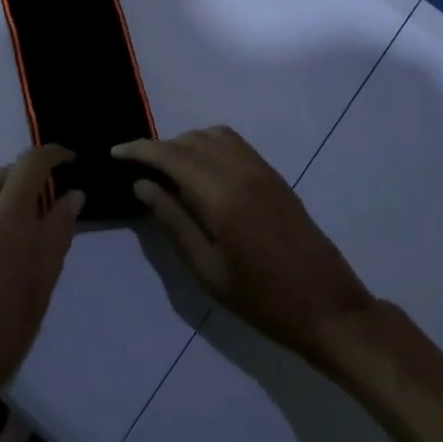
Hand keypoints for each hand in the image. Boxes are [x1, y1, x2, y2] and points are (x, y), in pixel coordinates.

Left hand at [0, 146, 84, 438]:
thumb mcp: (39, 290)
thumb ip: (57, 236)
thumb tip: (73, 195)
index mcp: (7, 217)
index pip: (32, 162)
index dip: (55, 154)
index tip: (72, 162)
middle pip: (8, 171)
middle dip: (34, 176)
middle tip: (53, 202)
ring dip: (8, 188)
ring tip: (24, 219)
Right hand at [115, 126, 373, 359]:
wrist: (327, 305)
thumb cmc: (262, 299)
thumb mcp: (207, 269)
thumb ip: (173, 221)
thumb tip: (142, 185)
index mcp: (221, 195)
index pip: (170, 155)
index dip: (139, 149)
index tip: (115, 153)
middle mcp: (241, 170)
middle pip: (190, 140)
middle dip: (159, 148)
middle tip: (138, 171)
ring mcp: (261, 169)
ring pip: (212, 136)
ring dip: (184, 144)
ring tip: (167, 172)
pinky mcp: (274, 175)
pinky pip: (234, 143)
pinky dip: (209, 145)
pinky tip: (200, 171)